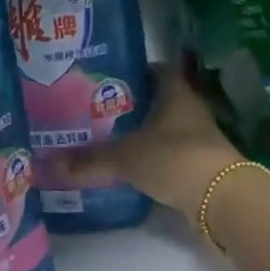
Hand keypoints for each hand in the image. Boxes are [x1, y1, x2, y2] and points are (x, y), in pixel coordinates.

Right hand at [66, 66, 241, 215]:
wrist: (222, 200)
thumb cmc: (175, 159)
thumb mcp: (126, 158)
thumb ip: (88, 160)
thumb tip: (47, 164)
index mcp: (175, 94)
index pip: (154, 70)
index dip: (131, 71)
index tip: (103, 78)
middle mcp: (188, 111)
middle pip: (156, 101)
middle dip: (128, 105)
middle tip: (93, 109)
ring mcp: (196, 139)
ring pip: (161, 129)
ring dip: (139, 133)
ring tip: (103, 137)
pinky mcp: (196, 165)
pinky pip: (166, 155)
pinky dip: (148, 158)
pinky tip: (126, 166)